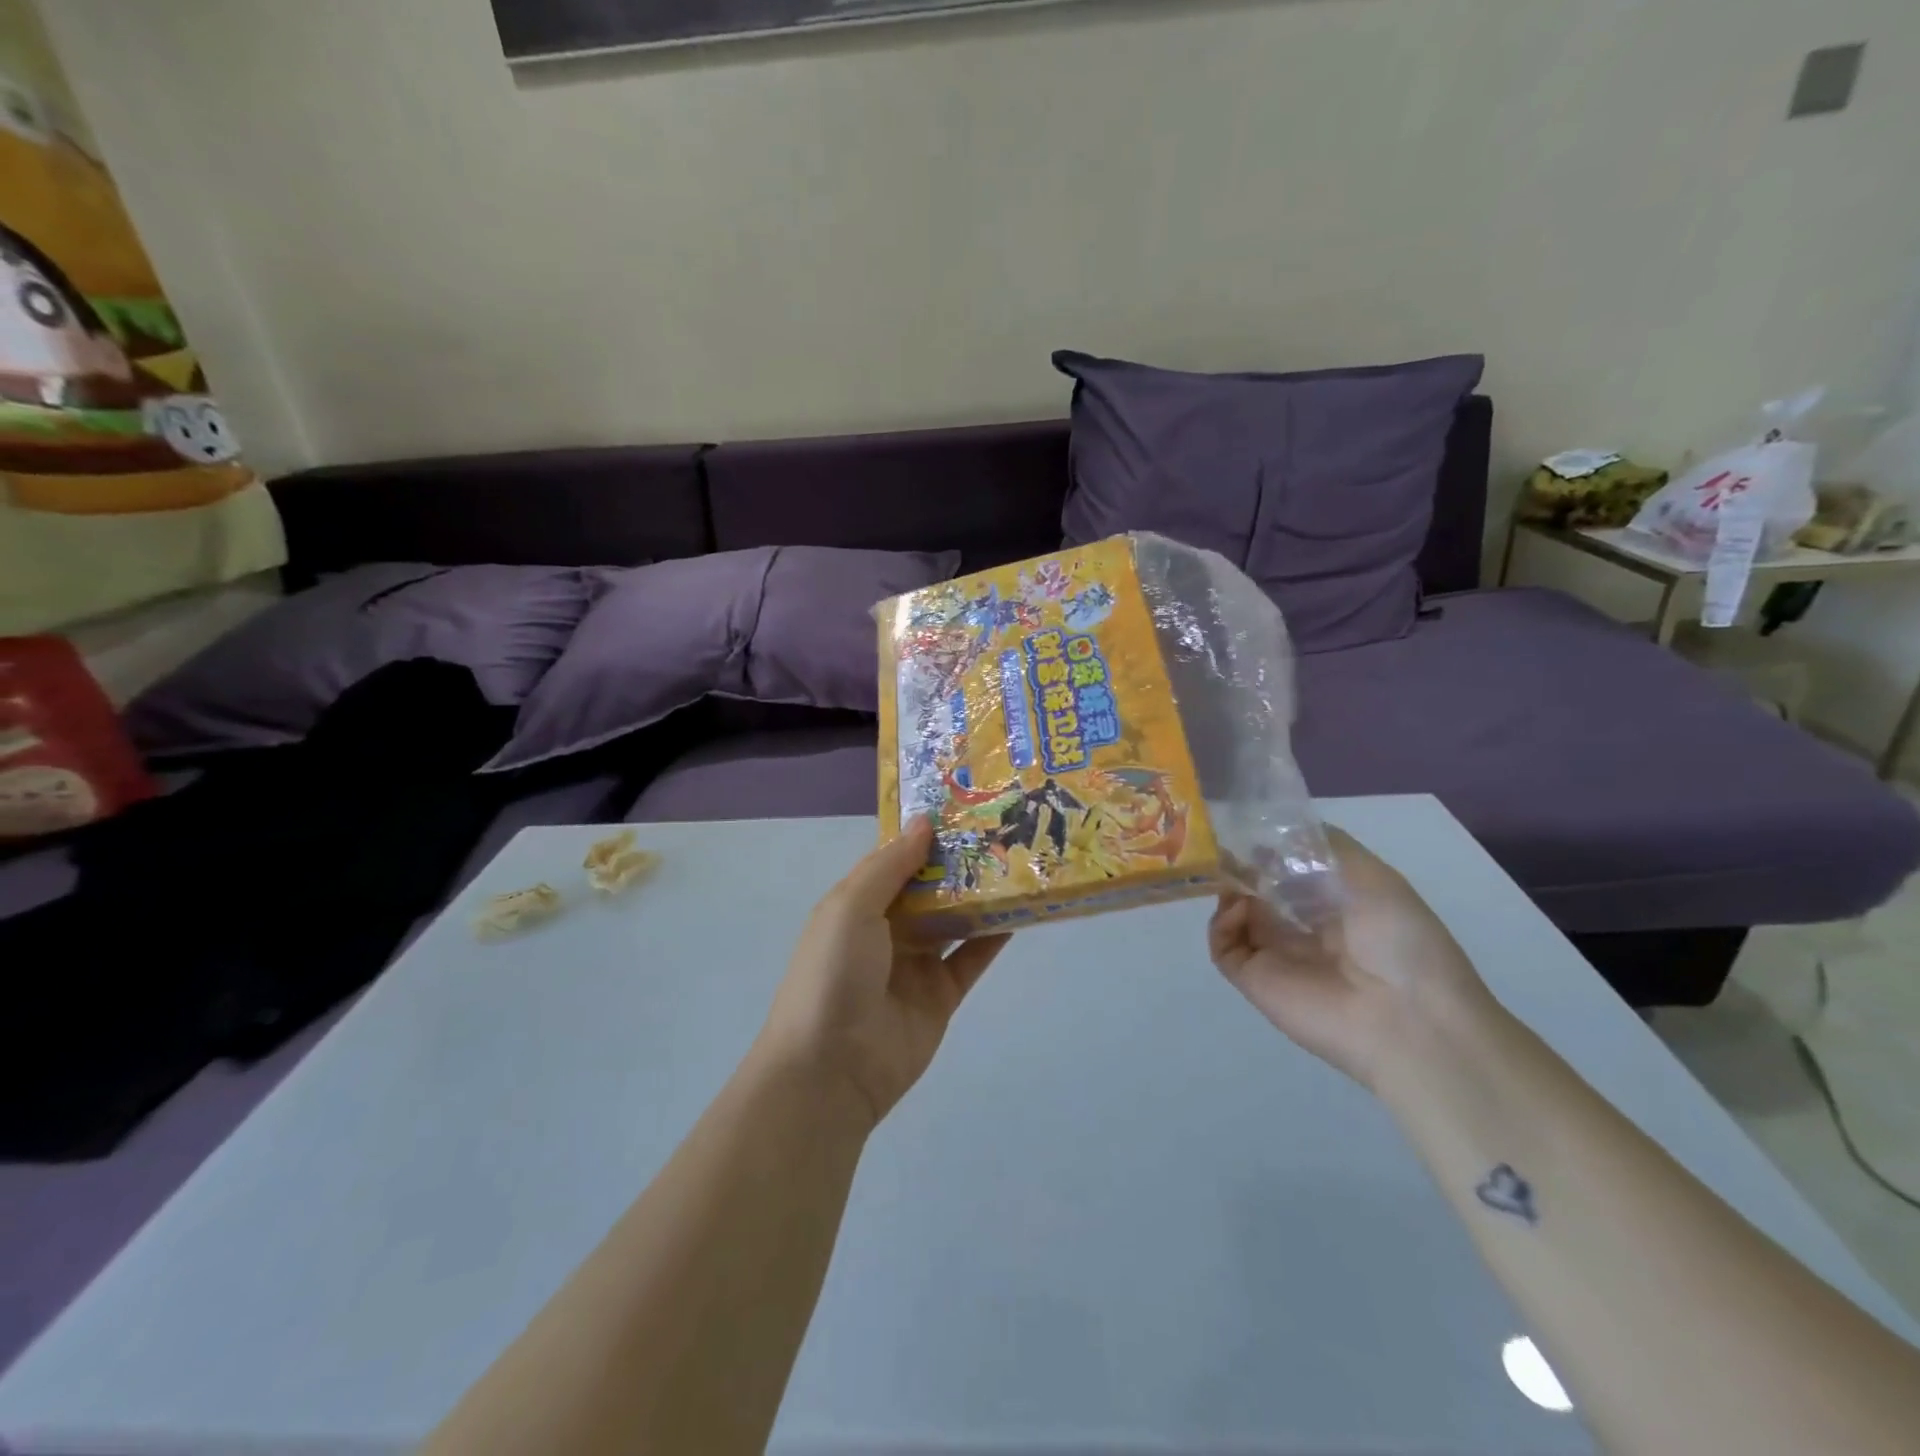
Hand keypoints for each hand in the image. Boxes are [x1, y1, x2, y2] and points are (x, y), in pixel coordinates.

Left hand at [763, 818, 1010, 1129]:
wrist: (832, 1068)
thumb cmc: (834, 973)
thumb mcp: (851, 907)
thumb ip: (891, 865)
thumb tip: (924, 822)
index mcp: (857, 904)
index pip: (894, 859)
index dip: (923, 834)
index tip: (961, 805)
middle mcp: (886, 929)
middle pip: (928, 887)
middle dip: (958, 861)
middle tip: (1001, 828)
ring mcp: (915, 963)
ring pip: (953, 919)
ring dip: (979, 894)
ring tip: (1018, 860)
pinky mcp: (941, 995)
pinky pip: (970, 958)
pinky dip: (993, 936)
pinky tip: (1021, 910)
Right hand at [1208, 827, 1495, 1087]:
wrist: (1407, 1018)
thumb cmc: (1398, 938)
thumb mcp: (1372, 875)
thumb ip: (1324, 844)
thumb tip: (1273, 832)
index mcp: (1335, 903)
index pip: (1289, 869)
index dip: (1269, 847)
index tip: (1252, 827)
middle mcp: (1302, 926)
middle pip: (1258, 888)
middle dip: (1242, 865)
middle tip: (1228, 845)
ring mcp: (1275, 953)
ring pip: (1235, 913)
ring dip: (1229, 889)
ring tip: (1231, 874)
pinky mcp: (1253, 978)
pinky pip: (1222, 944)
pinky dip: (1220, 922)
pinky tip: (1236, 908)